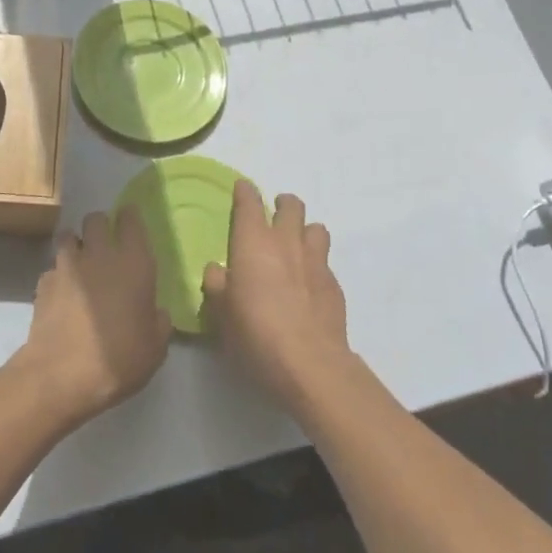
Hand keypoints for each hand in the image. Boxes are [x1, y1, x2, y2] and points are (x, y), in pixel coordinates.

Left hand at [14, 207, 171, 427]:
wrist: (62, 375)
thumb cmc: (119, 359)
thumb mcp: (155, 348)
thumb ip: (159, 322)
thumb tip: (156, 313)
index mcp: (134, 263)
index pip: (131, 220)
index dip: (130, 217)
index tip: (130, 221)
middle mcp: (99, 254)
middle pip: (96, 219)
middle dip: (100, 226)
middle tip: (105, 244)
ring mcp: (67, 265)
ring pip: (69, 236)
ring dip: (76, 244)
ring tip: (80, 264)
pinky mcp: (44, 282)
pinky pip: (53, 268)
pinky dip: (58, 275)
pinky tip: (62, 294)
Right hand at [202, 182, 351, 411]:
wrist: (309, 363)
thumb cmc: (255, 332)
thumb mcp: (221, 313)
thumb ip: (217, 285)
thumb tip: (217, 270)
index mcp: (253, 242)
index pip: (249, 203)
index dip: (245, 192)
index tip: (242, 189)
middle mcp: (286, 242)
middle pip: (291, 205)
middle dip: (282, 204)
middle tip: (273, 215)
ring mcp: (315, 261)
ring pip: (316, 228)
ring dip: (305, 230)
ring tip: (296, 246)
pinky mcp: (334, 285)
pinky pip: (325, 262)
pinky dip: (316, 265)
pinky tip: (308, 284)